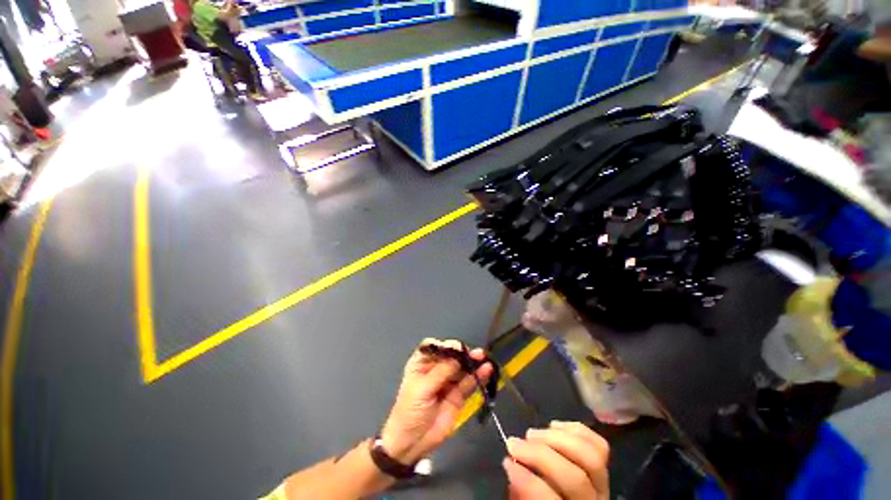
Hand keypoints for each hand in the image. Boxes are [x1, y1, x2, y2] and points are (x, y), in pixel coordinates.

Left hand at [380, 339, 492, 463]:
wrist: (412, 443)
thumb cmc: (410, 411)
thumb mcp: (422, 389)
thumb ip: (441, 372)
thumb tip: (459, 357)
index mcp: (421, 363)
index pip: (434, 347)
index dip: (445, 345)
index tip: (456, 347)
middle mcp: (436, 369)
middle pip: (451, 356)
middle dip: (462, 353)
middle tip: (475, 353)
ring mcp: (448, 381)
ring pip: (462, 368)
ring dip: (473, 362)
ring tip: (484, 358)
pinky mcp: (458, 395)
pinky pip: (469, 383)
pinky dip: (478, 376)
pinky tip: (487, 370)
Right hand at [504, 421, 609, 499]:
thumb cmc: (543, 499)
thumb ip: (521, 493)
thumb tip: (511, 466)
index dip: (529, 482)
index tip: (507, 462)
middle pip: (574, 478)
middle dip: (540, 455)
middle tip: (514, 443)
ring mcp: (603, 484)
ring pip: (590, 457)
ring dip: (556, 439)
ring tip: (531, 434)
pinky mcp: (604, 466)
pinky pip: (599, 445)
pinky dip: (575, 429)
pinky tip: (553, 426)